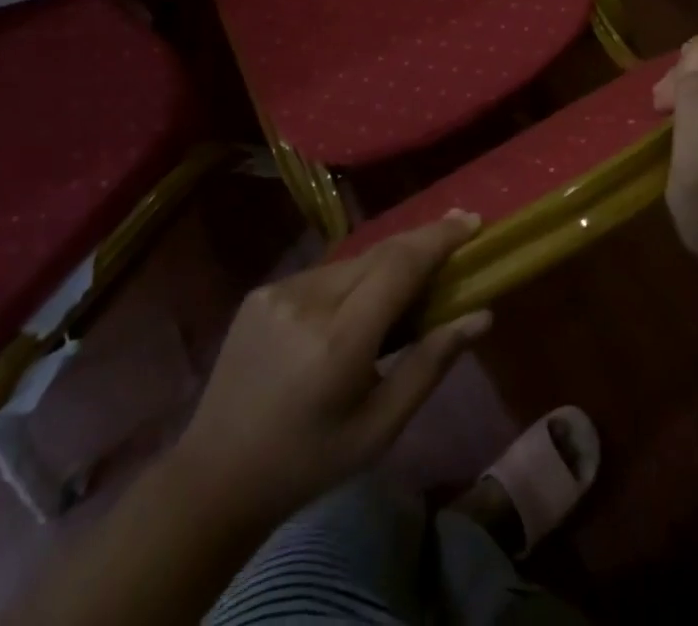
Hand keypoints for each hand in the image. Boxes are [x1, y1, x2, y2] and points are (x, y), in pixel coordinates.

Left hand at [170, 211, 490, 528]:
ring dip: (385, 264)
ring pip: (352, 262)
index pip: (399, 266)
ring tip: (408, 282)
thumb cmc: (310, 461)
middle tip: (458, 232)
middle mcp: (308, 301)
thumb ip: (431, 364)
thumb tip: (481, 315)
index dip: (438, 238)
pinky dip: (350, 280)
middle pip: (379, 253)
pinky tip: (354, 307)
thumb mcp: (380, 427)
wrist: (216, 475)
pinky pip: (323, 274)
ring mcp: (280, 291)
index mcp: (339, 341)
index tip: (472, 221)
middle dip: (421, 241)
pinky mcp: (262, 291)